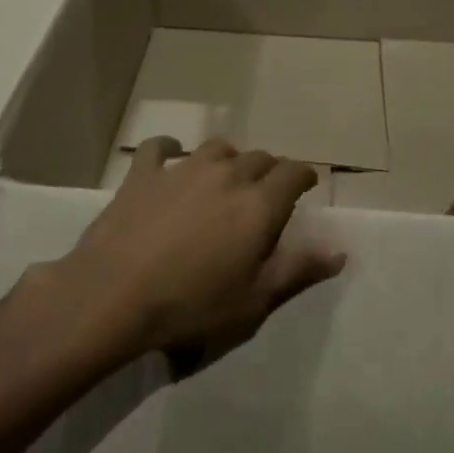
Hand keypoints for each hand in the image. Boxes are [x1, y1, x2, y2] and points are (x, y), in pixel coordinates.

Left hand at [55, 136, 345, 369]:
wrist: (115, 295)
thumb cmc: (192, 305)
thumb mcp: (254, 300)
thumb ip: (298, 270)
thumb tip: (339, 251)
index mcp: (258, 204)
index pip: (293, 174)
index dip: (303, 177)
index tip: (305, 187)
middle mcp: (226, 175)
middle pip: (258, 158)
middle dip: (269, 171)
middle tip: (265, 192)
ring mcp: (182, 169)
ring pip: (216, 148)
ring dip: (228, 158)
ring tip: (225, 176)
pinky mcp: (143, 174)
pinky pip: (159, 147)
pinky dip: (169, 148)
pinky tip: (169, 156)